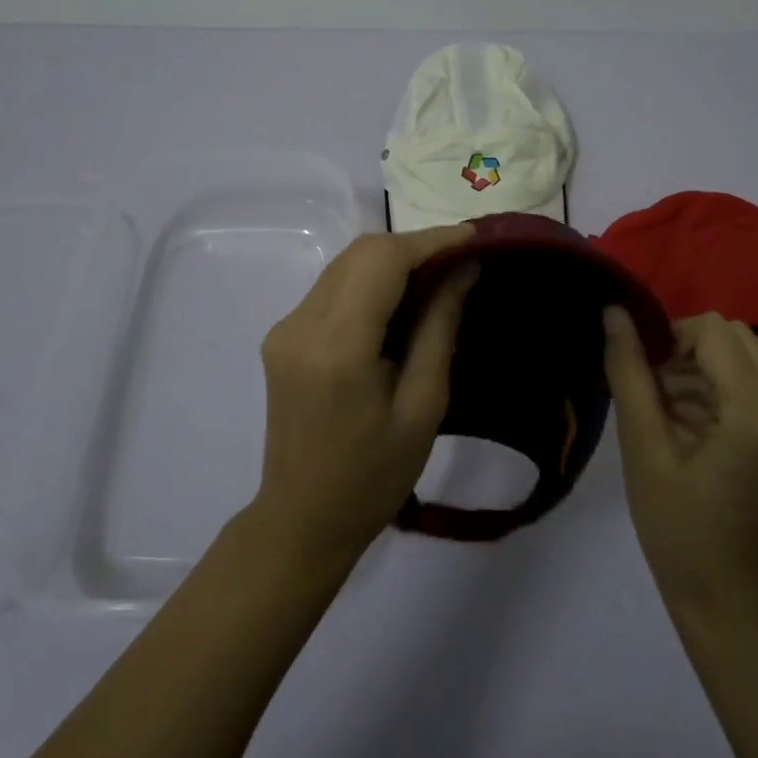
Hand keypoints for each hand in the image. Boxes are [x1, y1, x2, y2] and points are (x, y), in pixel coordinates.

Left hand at [253, 225, 477, 561]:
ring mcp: (285, 328)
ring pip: (345, 264)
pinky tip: (401, 300)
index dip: (431, 241)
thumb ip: (439, 327)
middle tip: (461, 258)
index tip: (474, 237)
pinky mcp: (283, 335)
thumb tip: (463, 269)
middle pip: (360, 252)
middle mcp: (301, 324)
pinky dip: (371, 280)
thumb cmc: (374, 476)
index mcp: (337, 347)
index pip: (383, 262)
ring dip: (393, 260)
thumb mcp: (423, 406)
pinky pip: (333, 286)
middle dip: (414, 245)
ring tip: (439, 274)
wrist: (302, 520)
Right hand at [604, 309, 757, 610]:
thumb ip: (629, 371)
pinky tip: (691, 425)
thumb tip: (614, 311)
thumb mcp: (643, 445)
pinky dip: (720, 389)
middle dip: (688, 351)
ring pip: (745, 357)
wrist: (725, 596)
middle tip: (655, 391)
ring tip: (667, 413)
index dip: (670, 337)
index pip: (713, 330)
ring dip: (702, 369)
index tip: (644, 373)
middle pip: (734, 337)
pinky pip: (756, 383)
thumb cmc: (677, 526)